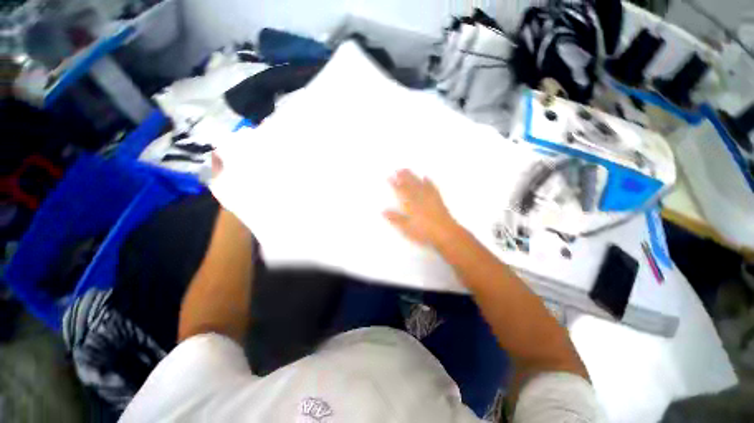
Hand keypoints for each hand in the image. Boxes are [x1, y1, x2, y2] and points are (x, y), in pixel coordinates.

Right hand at [384, 169, 459, 247]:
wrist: (446, 233)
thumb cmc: (424, 231)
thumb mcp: (407, 228)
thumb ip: (395, 218)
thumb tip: (383, 211)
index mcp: (411, 204)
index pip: (401, 191)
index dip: (394, 184)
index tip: (389, 177)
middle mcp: (419, 197)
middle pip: (410, 184)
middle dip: (403, 176)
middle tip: (398, 168)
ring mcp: (429, 197)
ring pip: (419, 183)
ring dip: (413, 176)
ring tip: (408, 169)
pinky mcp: (438, 200)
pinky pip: (432, 187)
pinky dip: (428, 181)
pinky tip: (426, 177)